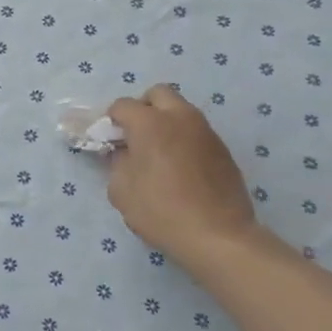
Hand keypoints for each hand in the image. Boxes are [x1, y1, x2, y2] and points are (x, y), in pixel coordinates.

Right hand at [105, 86, 262, 268]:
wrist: (219, 237)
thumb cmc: (161, 211)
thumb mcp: (121, 189)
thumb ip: (116, 162)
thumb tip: (124, 152)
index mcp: (151, 123)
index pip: (122, 106)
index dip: (110, 121)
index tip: (108, 141)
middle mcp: (180, 118)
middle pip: (158, 94)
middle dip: (143, 108)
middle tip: (136, 135)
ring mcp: (206, 132)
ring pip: (181, 111)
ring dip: (165, 122)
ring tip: (158, 153)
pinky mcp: (223, 150)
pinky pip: (196, 132)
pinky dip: (183, 139)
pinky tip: (179, 168)